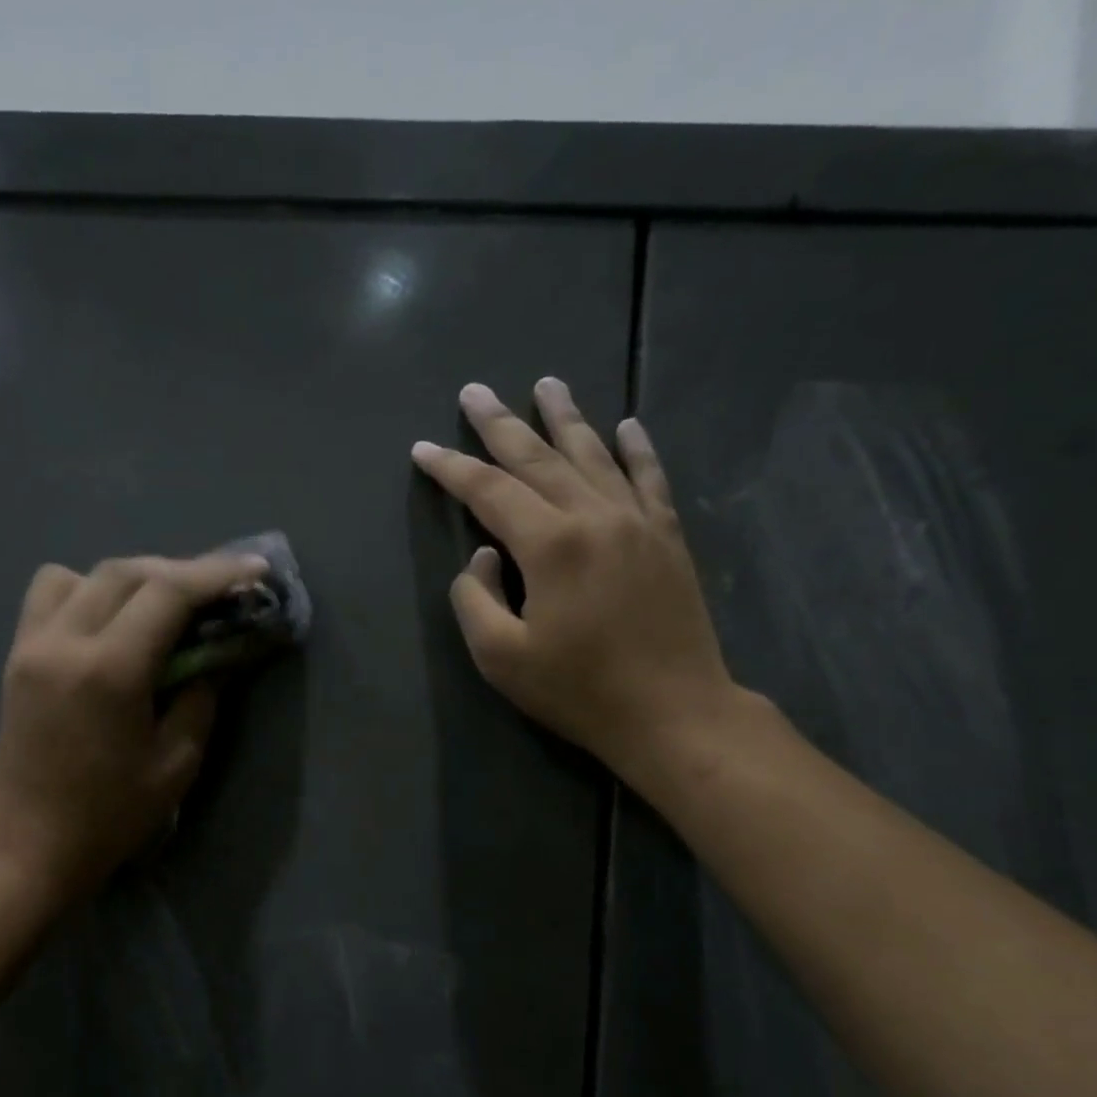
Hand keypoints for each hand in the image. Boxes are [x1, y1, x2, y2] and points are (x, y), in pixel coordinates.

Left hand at [0, 551, 269, 905]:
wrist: (27, 845)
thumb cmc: (109, 815)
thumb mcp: (176, 764)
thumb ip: (201, 698)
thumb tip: (214, 656)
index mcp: (109, 671)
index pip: (168, 593)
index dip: (217, 574)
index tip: (255, 569)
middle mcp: (64, 642)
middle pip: (127, 571)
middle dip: (181, 571)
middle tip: (220, 590)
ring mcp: (32, 645)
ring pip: (84, 573)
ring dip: (133, 577)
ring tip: (163, 606)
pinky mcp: (17, 656)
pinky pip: (51, 594)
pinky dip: (89, 591)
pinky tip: (112, 623)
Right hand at [412, 378, 736, 786]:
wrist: (674, 713)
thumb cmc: (579, 691)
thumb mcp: (501, 657)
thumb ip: (474, 599)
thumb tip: (483, 556)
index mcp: (550, 545)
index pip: (488, 492)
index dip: (451, 468)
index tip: (423, 449)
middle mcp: (594, 516)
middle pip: (538, 458)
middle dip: (500, 424)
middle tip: (475, 391)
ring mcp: (637, 522)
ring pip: (594, 455)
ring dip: (565, 418)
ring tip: (546, 383)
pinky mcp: (668, 538)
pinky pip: (649, 478)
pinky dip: (636, 449)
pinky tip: (627, 424)